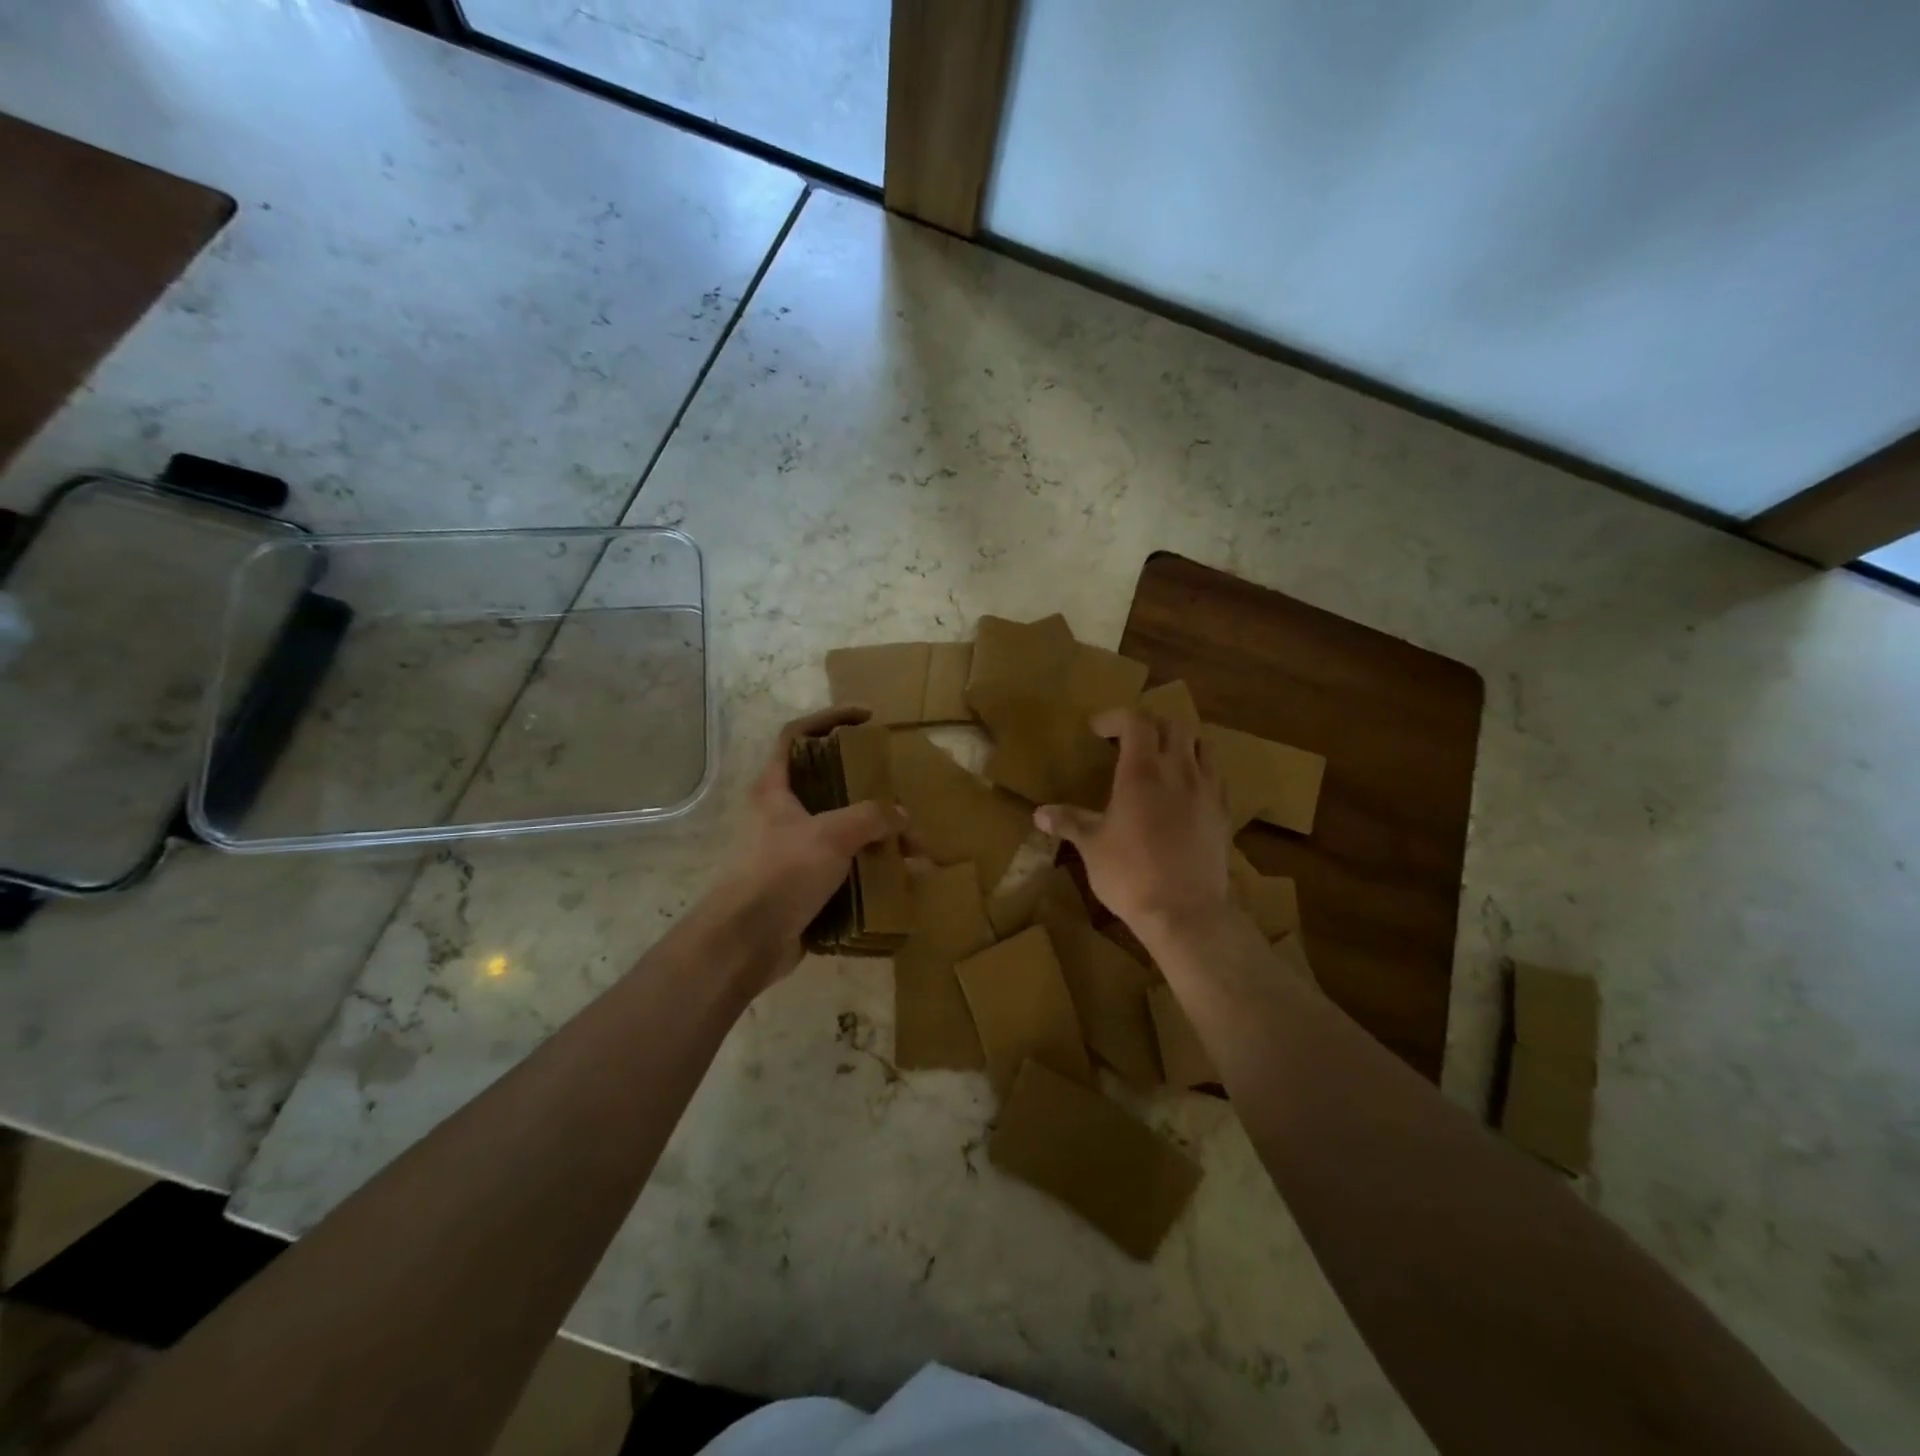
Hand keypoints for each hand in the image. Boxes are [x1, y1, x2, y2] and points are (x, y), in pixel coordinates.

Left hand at [699, 706, 904, 988]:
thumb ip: (871, 818)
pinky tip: (901, 882)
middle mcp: (783, 815)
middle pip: (830, 786)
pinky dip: (873, 873)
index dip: (829, 719)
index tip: (867, 718)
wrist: (744, 944)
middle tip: (902, 798)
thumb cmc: (780, 874)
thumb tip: (902, 817)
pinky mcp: (805, 886)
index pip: (797, 735)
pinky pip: (846, 869)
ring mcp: (794, 852)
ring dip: (880, 839)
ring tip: (915, 852)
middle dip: (871, 792)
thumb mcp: (830, 835)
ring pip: (844, 832)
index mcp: (776, 789)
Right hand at [1035, 708, 1232, 937]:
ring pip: (1202, 745)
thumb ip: (1069, 822)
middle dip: (1150, 725)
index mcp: (1142, 772)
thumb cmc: (1130, 875)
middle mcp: (1178, 771)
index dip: (1116, 718)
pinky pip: (1215, 776)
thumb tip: (1040, 813)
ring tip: (1162, 759)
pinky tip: (1185, 792)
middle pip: (1173, 725)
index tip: (1097, 730)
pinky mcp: (1223, 813)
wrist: (1186, 913)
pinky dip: (1199, 771)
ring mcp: (1207, 791)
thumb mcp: (1092, 847)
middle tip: (1129, 741)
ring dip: (1180, 743)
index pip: (1136, 721)